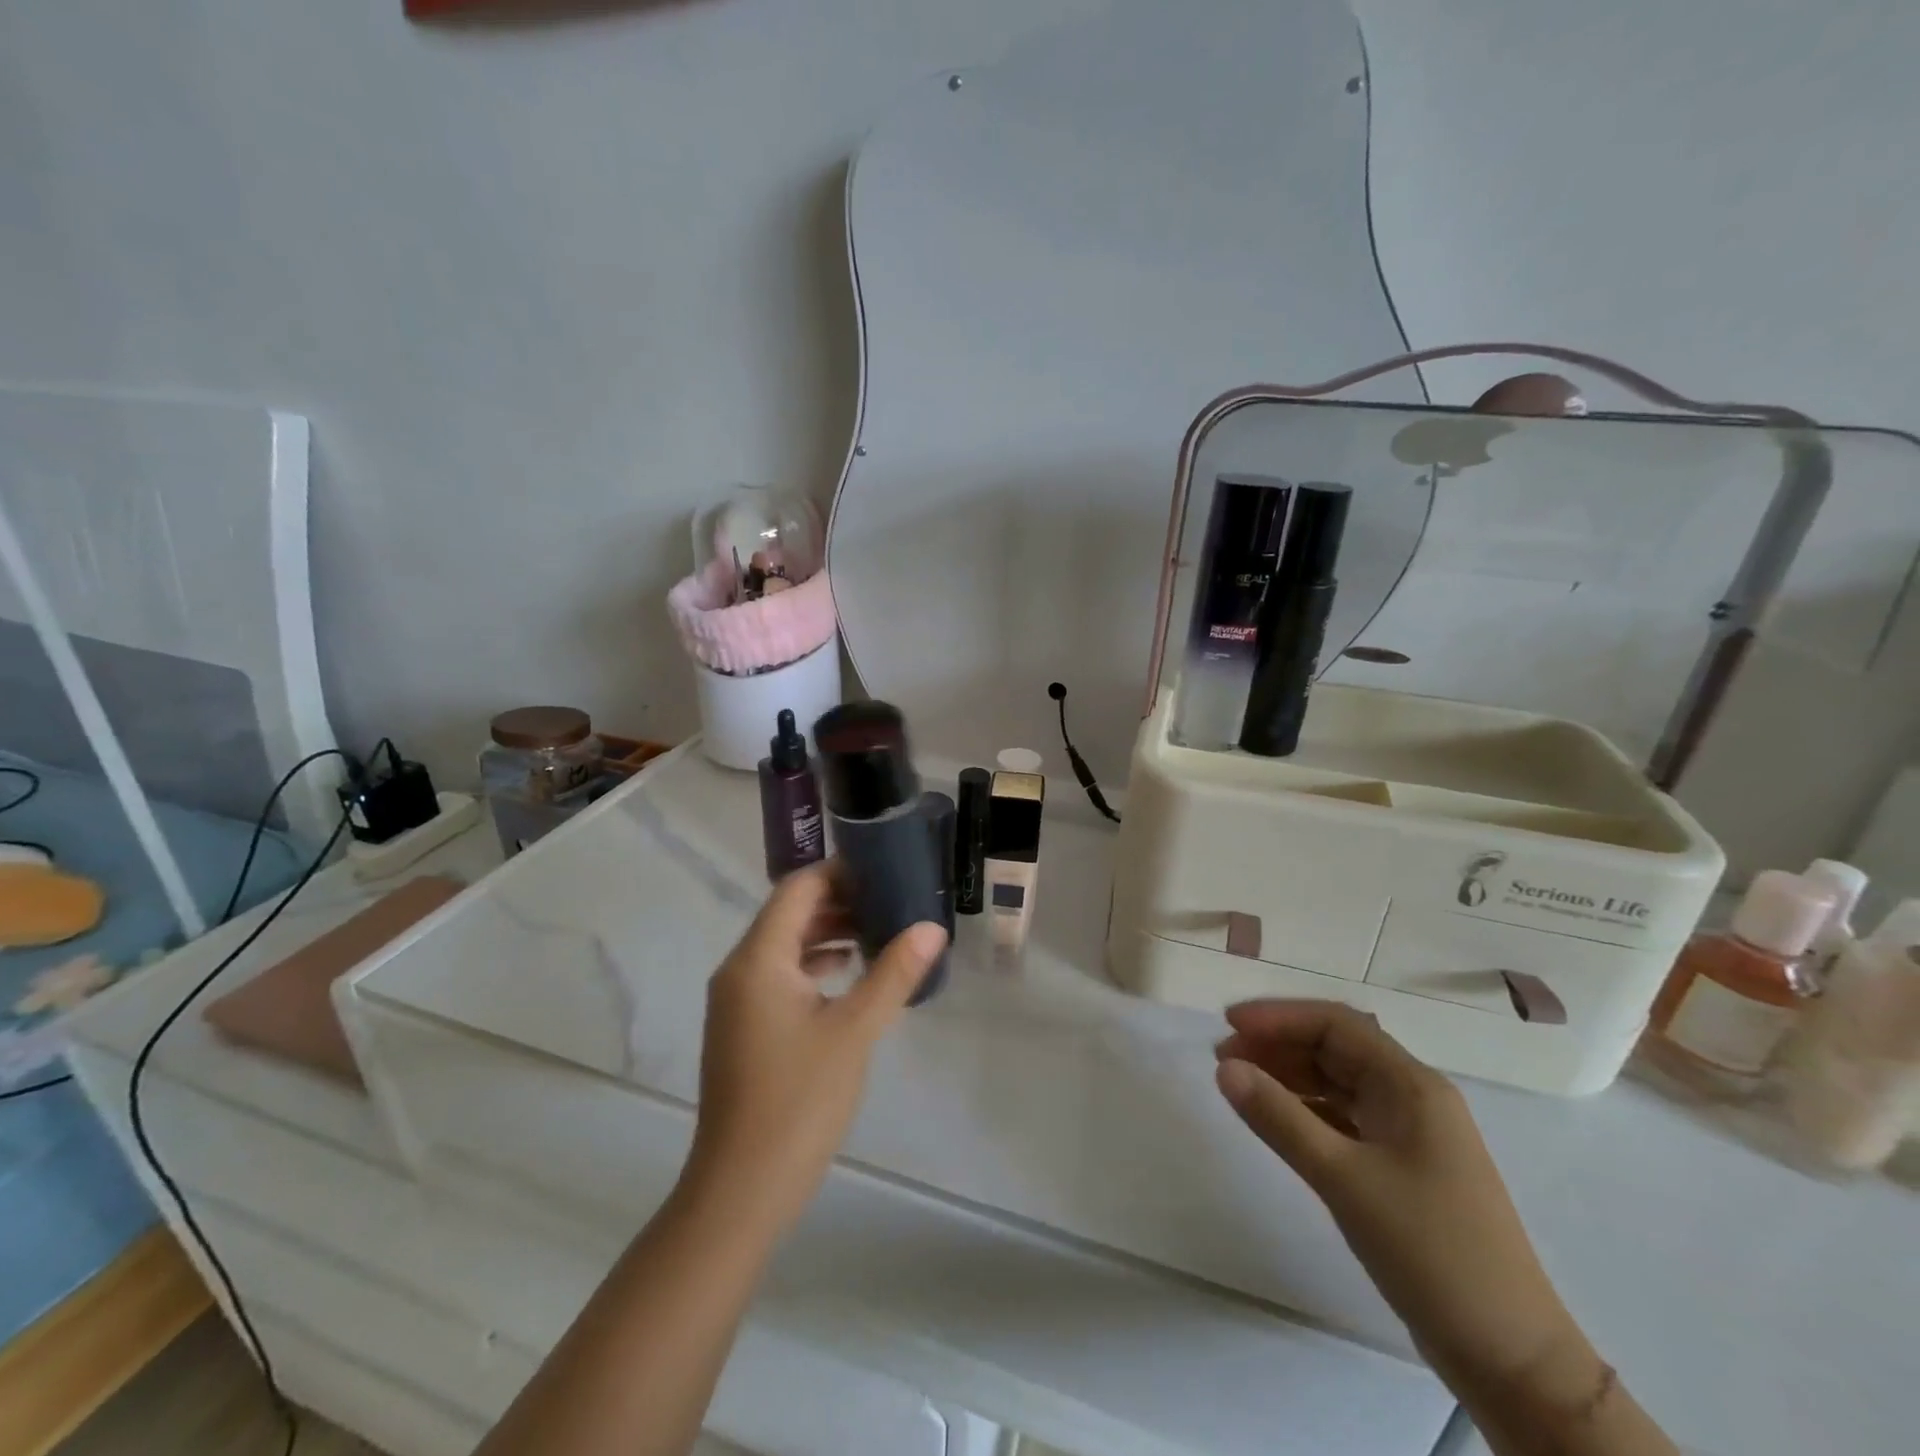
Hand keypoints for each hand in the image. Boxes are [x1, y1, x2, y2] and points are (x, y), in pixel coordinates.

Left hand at [687, 862, 946, 1237]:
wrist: (742, 1189)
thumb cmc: (799, 1100)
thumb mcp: (855, 1031)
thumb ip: (893, 973)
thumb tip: (931, 927)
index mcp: (758, 959)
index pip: (797, 889)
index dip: (839, 874)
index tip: (884, 871)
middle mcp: (739, 970)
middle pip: (789, 913)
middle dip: (839, 902)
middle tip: (891, 900)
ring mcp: (737, 1001)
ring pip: (785, 946)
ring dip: (829, 933)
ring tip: (880, 932)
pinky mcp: (744, 1028)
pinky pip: (781, 976)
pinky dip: (815, 965)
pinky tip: (851, 976)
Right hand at [1214, 1001, 1592, 1397]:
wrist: (1511, 1358)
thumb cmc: (1430, 1252)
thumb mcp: (1344, 1180)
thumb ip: (1279, 1118)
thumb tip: (1224, 1068)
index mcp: (1412, 1085)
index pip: (1336, 1024)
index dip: (1279, 1016)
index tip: (1228, 1024)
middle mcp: (1413, 1097)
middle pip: (1336, 1047)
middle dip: (1278, 1044)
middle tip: (1223, 1057)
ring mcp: (1410, 1133)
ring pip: (1338, 1082)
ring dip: (1289, 1075)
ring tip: (1239, 1083)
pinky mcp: (1402, 1167)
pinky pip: (1345, 1117)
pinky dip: (1306, 1109)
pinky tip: (1276, 1119)